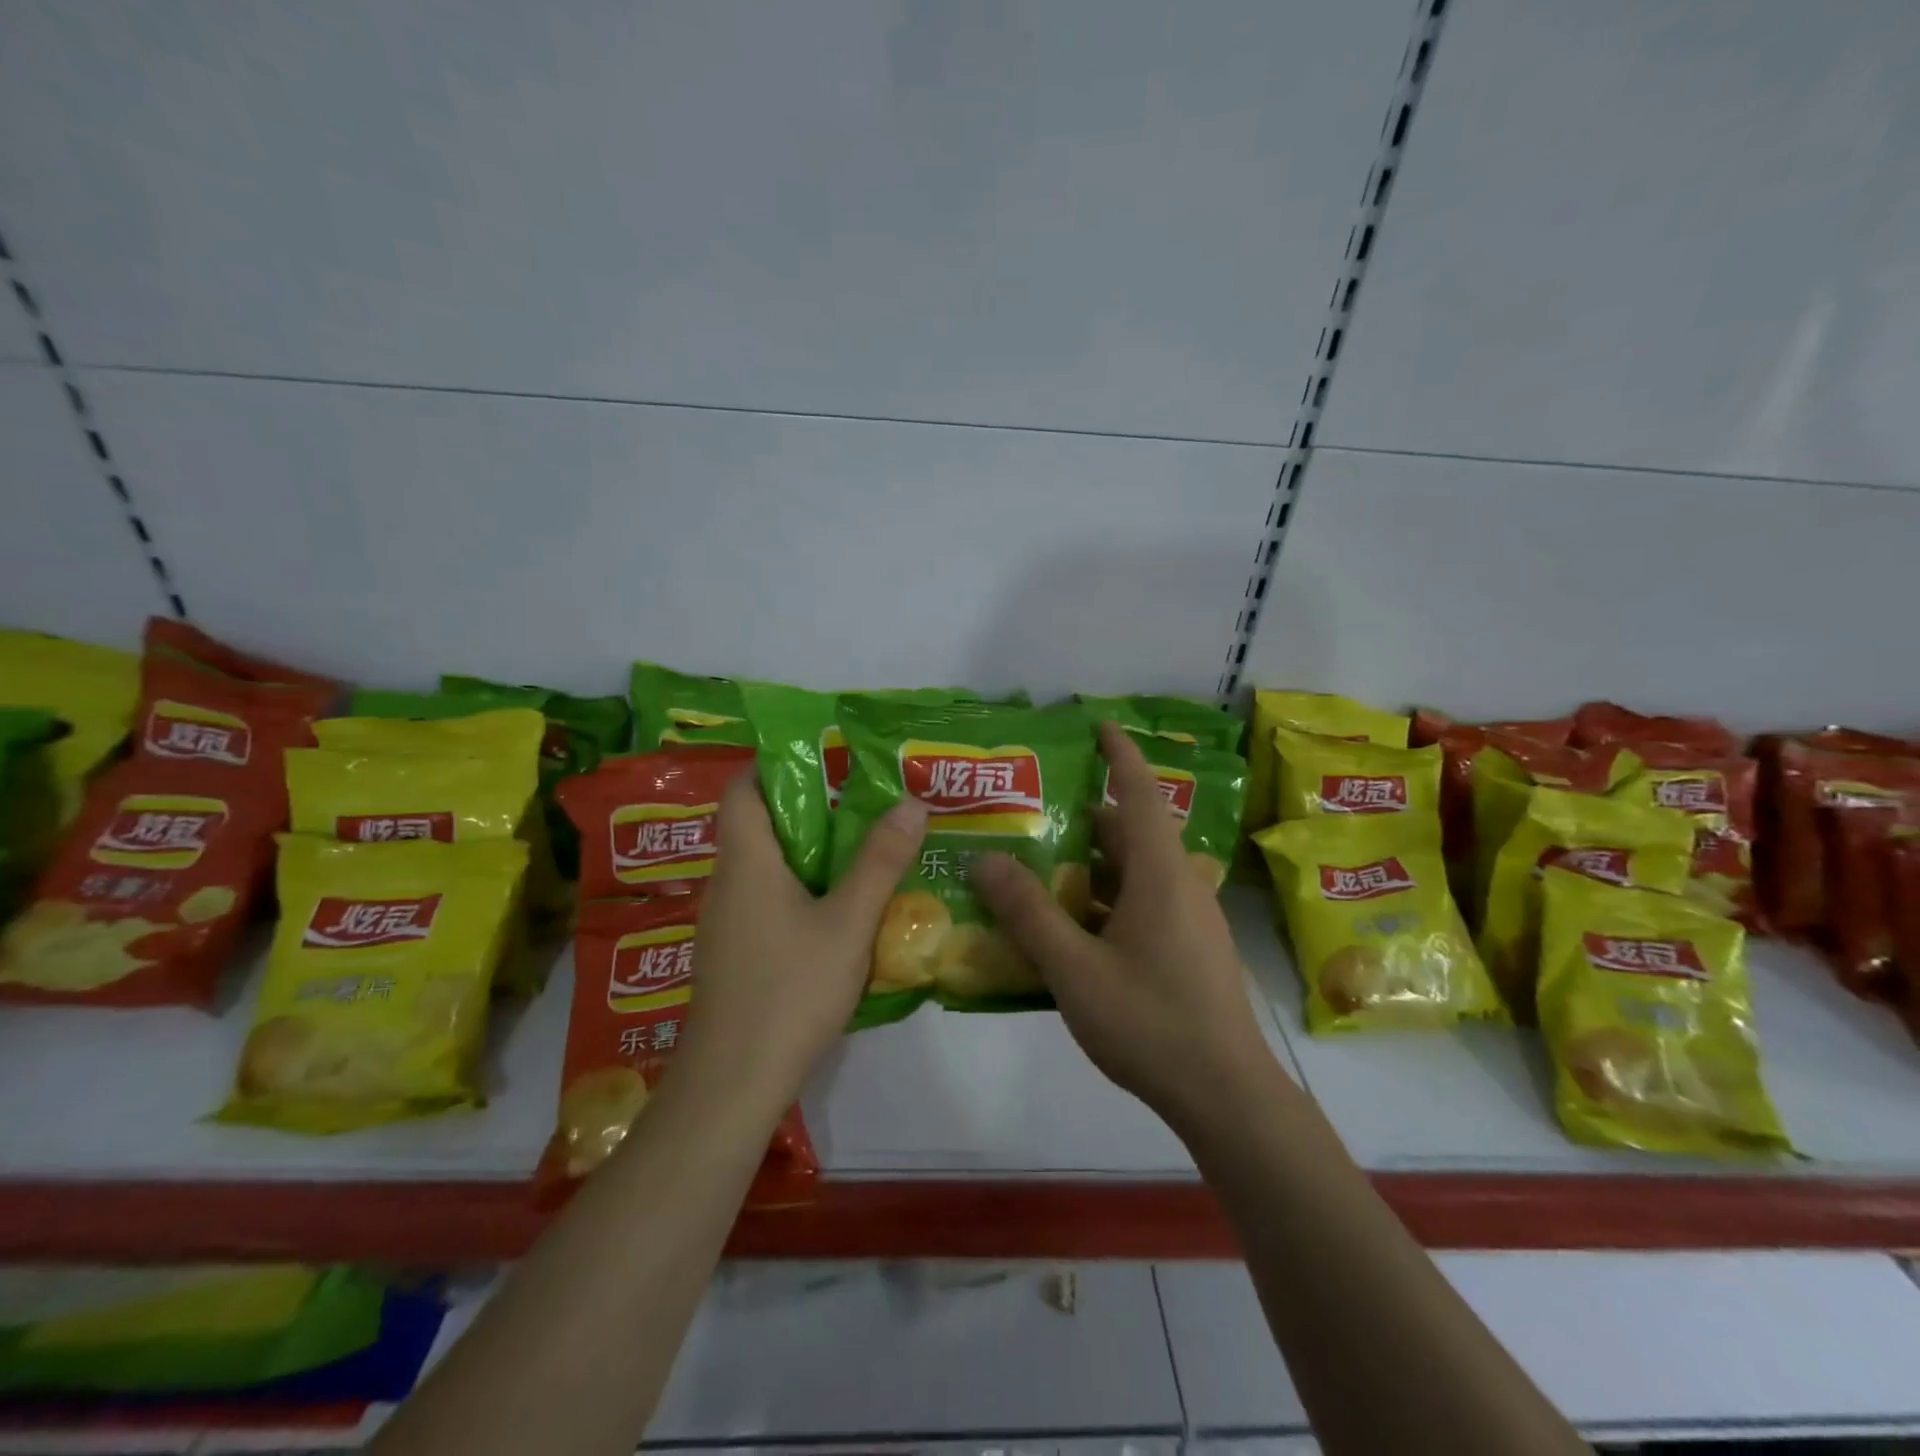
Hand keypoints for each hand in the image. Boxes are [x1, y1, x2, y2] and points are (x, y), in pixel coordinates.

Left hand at [676, 770, 927, 1114]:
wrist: (733, 1084)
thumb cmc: (789, 990)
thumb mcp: (848, 923)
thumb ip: (880, 862)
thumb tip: (910, 801)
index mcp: (747, 860)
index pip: (743, 787)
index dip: (776, 764)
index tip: (826, 760)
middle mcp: (728, 881)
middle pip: (758, 823)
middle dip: (809, 806)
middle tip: (863, 802)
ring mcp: (726, 920)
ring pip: (765, 864)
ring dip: (808, 850)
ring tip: (861, 847)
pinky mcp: (735, 952)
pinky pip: (766, 898)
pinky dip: (800, 887)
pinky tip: (838, 908)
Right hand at [974, 721, 1283, 1132]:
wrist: (1227, 1096)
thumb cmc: (1151, 1022)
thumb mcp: (1076, 969)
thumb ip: (1029, 914)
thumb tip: (985, 860)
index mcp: (1160, 874)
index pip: (1141, 793)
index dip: (1120, 755)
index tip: (1100, 725)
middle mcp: (1179, 885)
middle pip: (1130, 834)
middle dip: (1084, 819)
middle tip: (1032, 816)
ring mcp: (1189, 920)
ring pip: (1134, 874)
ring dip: (1091, 867)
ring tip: (1038, 870)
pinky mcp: (1189, 949)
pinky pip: (1141, 905)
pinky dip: (1105, 901)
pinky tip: (1069, 930)